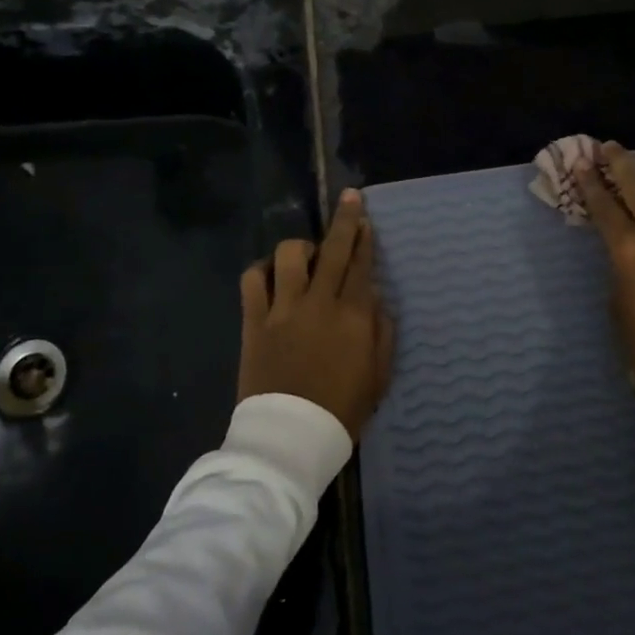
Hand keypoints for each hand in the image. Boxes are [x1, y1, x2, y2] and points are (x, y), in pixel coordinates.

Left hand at [238, 189, 394, 438]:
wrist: (290, 436)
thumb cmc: (342, 409)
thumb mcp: (379, 375)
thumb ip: (381, 332)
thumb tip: (376, 300)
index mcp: (353, 316)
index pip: (361, 265)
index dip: (364, 238)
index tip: (365, 218)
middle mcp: (319, 303)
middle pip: (333, 249)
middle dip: (344, 220)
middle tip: (350, 198)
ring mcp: (283, 309)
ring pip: (288, 256)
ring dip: (300, 247)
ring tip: (306, 255)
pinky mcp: (254, 321)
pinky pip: (252, 280)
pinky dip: (261, 270)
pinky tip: (270, 274)